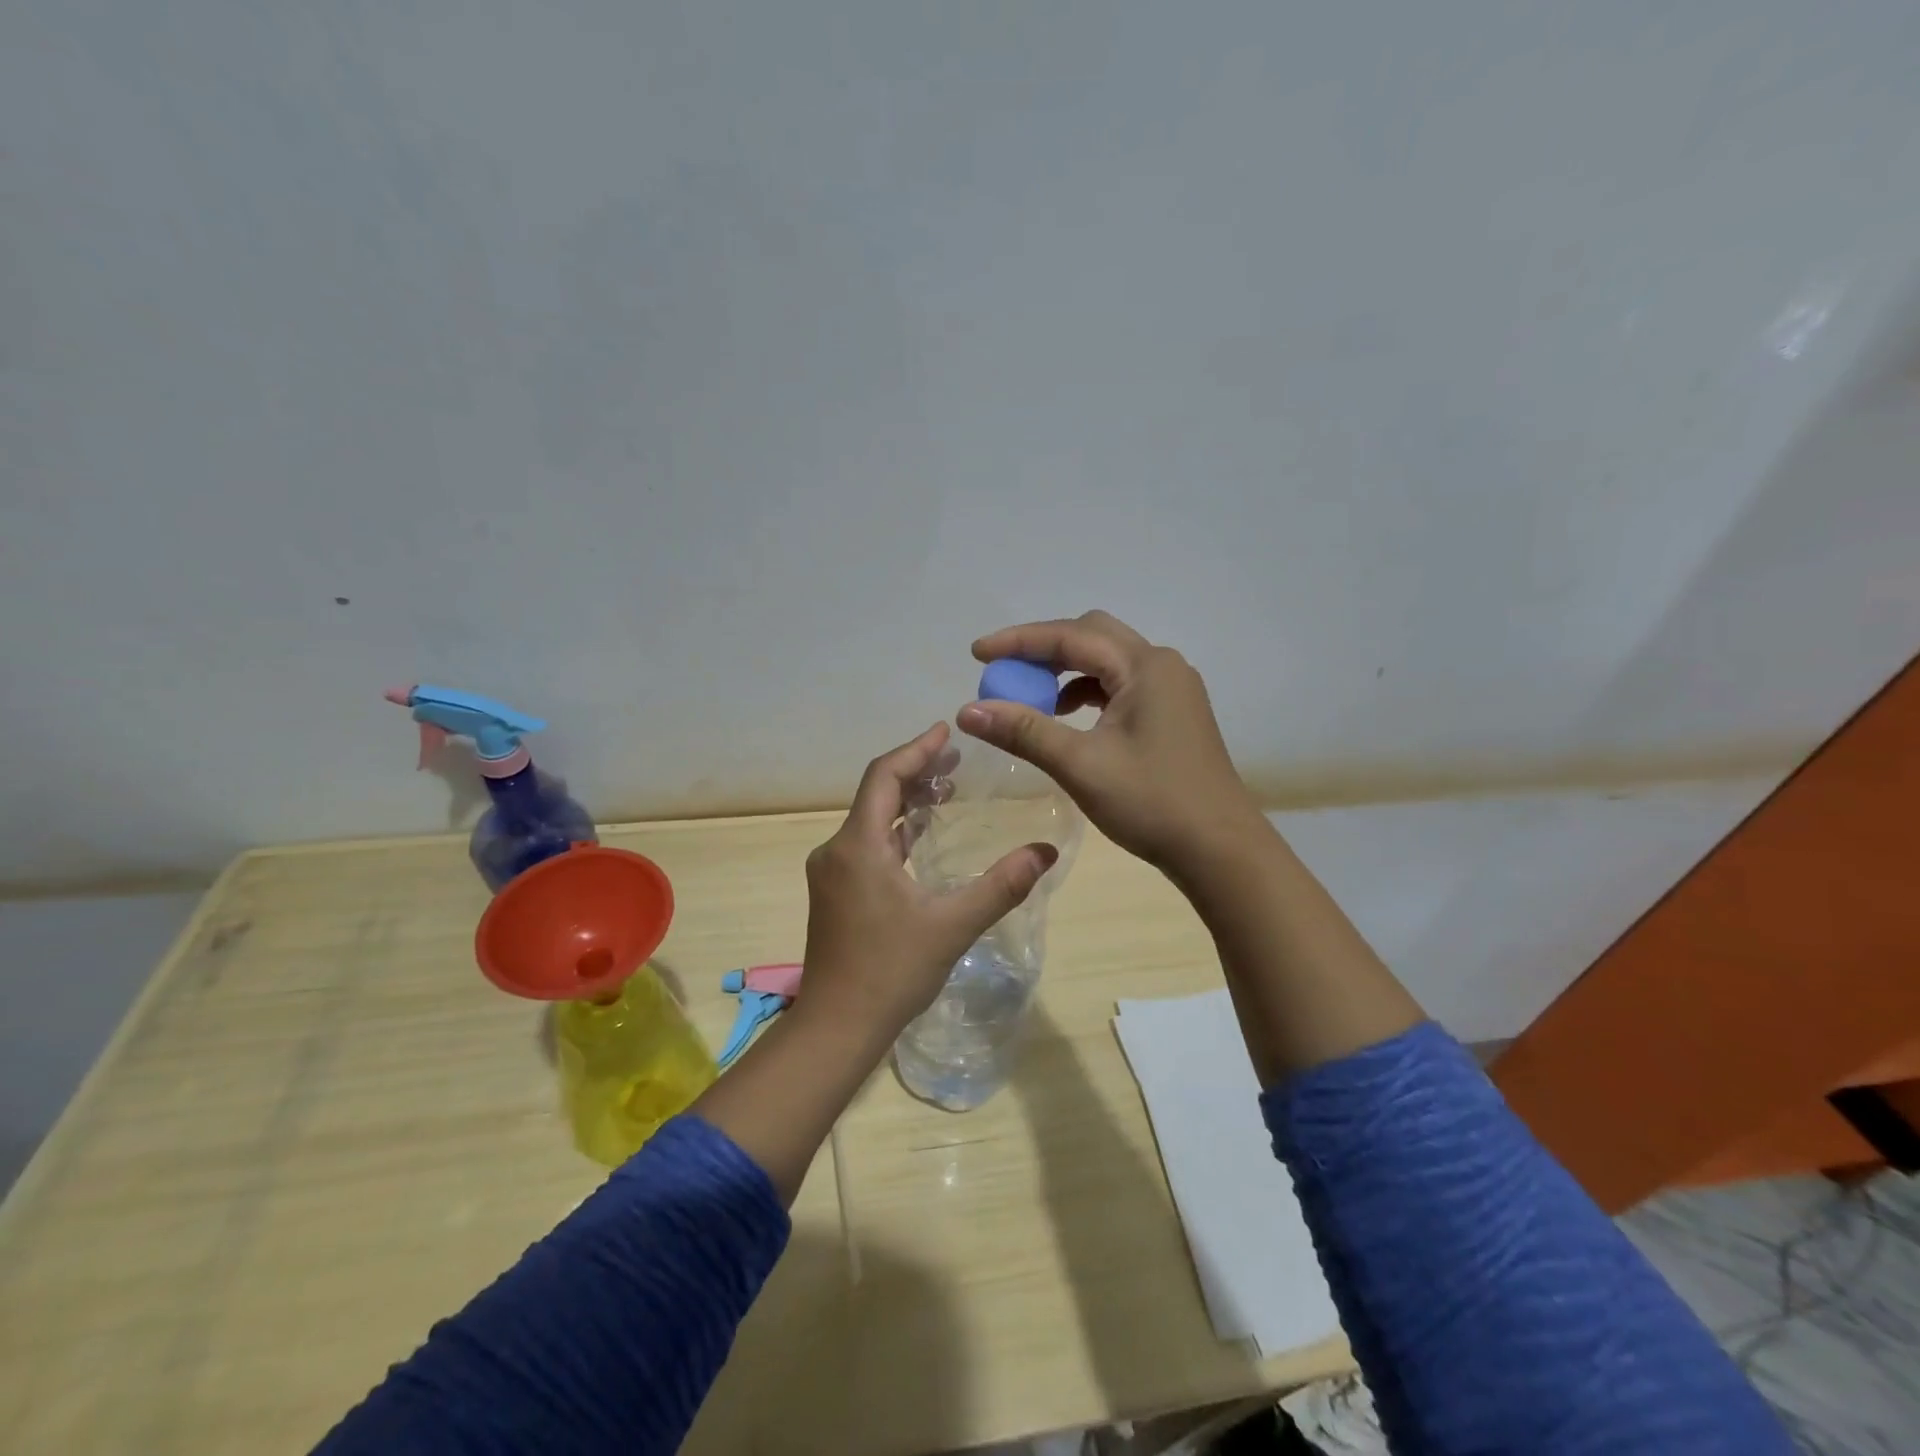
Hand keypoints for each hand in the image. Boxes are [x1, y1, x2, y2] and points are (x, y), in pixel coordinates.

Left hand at [798, 722, 1057, 1040]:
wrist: (836, 1027)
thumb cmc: (891, 972)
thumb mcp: (952, 926)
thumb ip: (1000, 886)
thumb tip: (1045, 851)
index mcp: (859, 846)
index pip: (884, 776)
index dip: (917, 749)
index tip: (948, 730)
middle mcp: (837, 850)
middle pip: (876, 793)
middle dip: (916, 771)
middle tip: (957, 759)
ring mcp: (832, 872)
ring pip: (870, 820)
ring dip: (906, 802)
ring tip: (947, 790)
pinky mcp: (835, 892)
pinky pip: (866, 844)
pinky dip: (896, 831)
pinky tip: (922, 837)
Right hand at [957, 611, 1266, 874]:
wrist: (1219, 849)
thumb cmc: (1152, 803)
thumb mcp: (1081, 765)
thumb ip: (1024, 731)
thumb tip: (967, 711)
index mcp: (1145, 667)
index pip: (1071, 636)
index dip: (1018, 641)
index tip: (976, 654)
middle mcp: (1161, 666)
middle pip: (1092, 636)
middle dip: (1043, 649)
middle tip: (1003, 670)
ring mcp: (1172, 689)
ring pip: (1107, 661)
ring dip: (1065, 672)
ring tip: (1029, 698)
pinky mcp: (1172, 713)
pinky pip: (1120, 686)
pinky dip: (1086, 693)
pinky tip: (1067, 719)